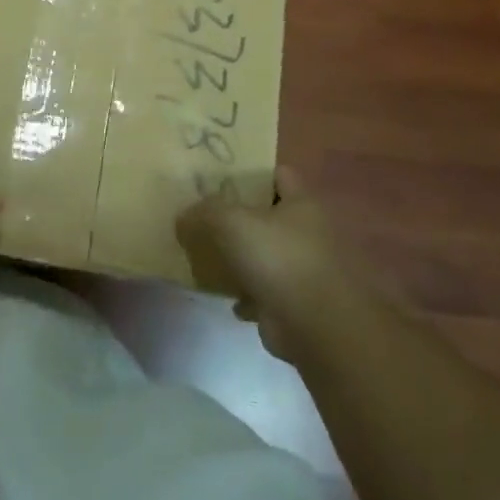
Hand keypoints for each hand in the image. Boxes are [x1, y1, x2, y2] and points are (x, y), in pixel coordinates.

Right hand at [177, 166, 349, 362]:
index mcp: (301, 203)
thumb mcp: (232, 222)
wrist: (316, 327)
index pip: (279, 174)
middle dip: (242, 218)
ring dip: (244, 259)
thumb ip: (205, 211)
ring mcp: (305, 270)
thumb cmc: (279, 259)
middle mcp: (309, 233)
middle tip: (207, 218)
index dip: (253, 172)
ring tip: (211, 256)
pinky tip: (228, 297)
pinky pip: (266, 292)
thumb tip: (184, 216)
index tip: (221, 178)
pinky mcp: (297, 304)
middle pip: (270, 216)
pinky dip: (248, 295)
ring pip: (267, 255)